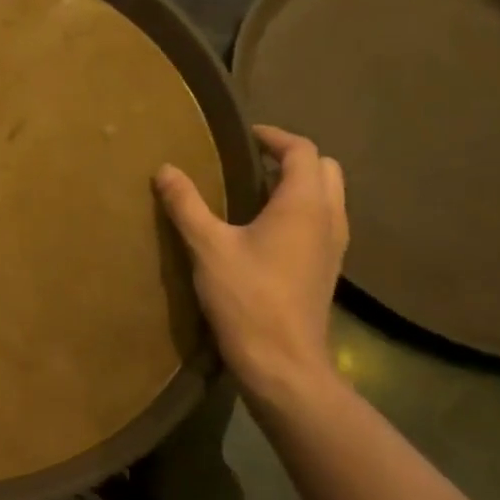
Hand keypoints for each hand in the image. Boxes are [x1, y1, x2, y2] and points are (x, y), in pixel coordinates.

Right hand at [155, 125, 348, 408]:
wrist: (283, 363)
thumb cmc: (247, 298)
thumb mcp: (207, 247)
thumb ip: (186, 205)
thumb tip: (165, 169)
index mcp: (304, 204)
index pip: (301, 150)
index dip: (274, 137)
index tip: (245, 136)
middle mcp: (329, 218)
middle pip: (324, 169)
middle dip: (292, 158)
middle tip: (253, 162)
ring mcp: (333, 246)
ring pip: (328, 196)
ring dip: (299, 185)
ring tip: (256, 192)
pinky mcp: (328, 269)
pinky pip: (322, 222)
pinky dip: (301, 211)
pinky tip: (266, 230)